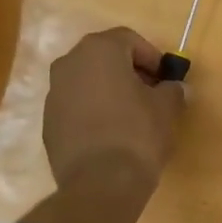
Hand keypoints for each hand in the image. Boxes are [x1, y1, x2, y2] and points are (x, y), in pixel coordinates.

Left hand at [43, 27, 185, 193]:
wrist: (100, 183)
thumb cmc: (138, 134)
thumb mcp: (167, 108)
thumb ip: (172, 90)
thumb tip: (173, 88)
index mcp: (99, 50)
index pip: (129, 39)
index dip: (151, 57)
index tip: (165, 79)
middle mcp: (69, 63)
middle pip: (104, 57)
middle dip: (128, 71)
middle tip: (150, 94)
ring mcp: (53, 93)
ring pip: (87, 82)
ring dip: (108, 91)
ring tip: (130, 116)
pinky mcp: (48, 122)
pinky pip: (75, 106)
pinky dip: (92, 112)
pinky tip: (110, 135)